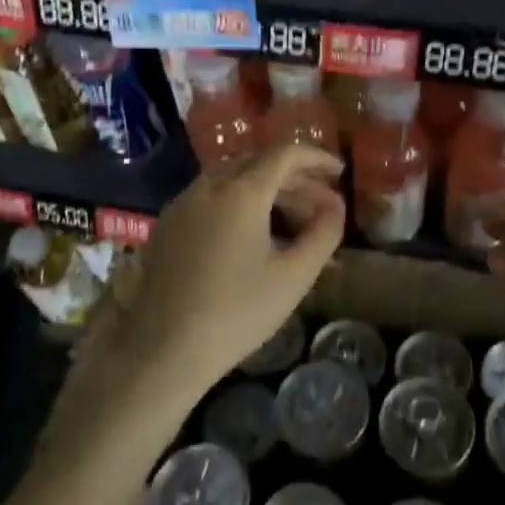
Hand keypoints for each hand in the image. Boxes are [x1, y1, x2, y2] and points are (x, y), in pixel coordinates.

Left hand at [69, 143, 344, 425]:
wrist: (164, 350)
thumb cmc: (237, 312)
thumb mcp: (294, 276)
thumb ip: (324, 233)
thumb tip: (336, 206)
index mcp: (241, 191)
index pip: (284, 154)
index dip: (316, 157)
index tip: (339, 171)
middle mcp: (208, 186)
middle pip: (258, 163)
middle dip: (294, 177)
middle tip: (322, 201)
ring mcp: (182, 203)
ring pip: (231, 178)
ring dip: (266, 188)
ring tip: (292, 216)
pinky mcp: (167, 224)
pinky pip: (210, 196)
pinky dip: (239, 200)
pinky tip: (252, 231)